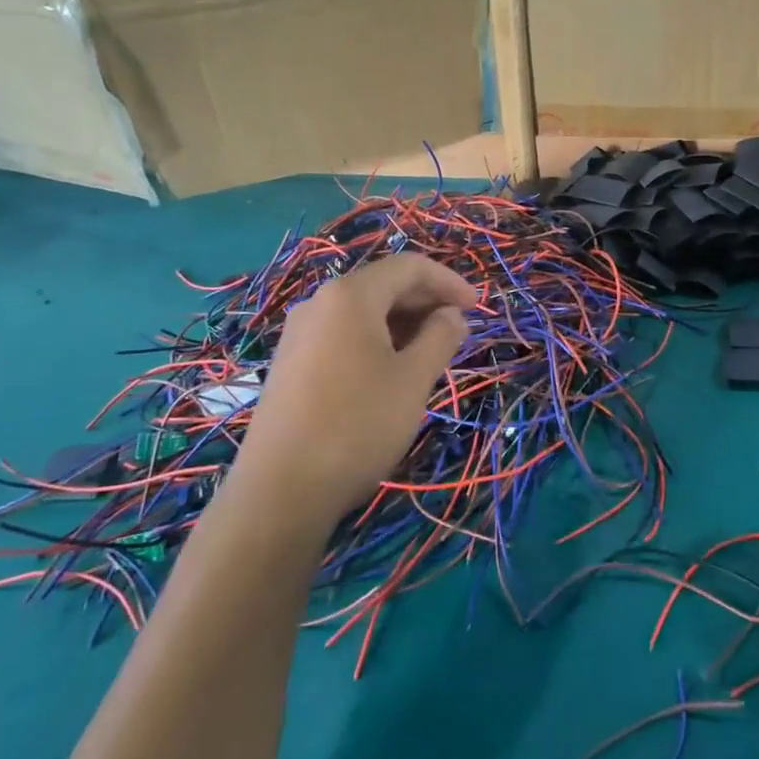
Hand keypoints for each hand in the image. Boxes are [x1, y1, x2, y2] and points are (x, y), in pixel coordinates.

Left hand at [230, 254, 474, 530]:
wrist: (281, 491)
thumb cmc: (358, 425)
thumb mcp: (413, 379)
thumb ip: (440, 337)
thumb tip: (452, 315)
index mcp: (350, 296)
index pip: (409, 267)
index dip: (449, 281)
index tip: (478, 306)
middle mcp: (319, 304)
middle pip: (383, 285)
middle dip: (426, 301)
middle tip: (459, 328)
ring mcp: (299, 335)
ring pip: (363, 313)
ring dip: (403, 323)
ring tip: (432, 352)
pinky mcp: (291, 365)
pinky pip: (343, 336)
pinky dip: (377, 340)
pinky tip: (392, 370)